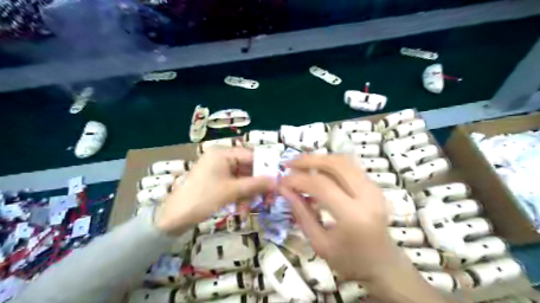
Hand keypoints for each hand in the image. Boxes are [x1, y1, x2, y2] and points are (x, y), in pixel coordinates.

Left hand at [155, 148, 274, 234]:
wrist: (174, 217)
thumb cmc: (203, 198)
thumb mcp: (231, 191)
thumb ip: (256, 184)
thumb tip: (277, 180)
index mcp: (222, 153)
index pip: (251, 155)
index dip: (265, 168)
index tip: (277, 180)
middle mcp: (221, 158)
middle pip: (247, 167)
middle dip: (256, 184)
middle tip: (268, 198)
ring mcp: (217, 169)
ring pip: (242, 178)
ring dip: (248, 193)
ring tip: (250, 208)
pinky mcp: (215, 181)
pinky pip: (234, 185)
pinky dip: (239, 196)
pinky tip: (241, 209)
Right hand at [278, 155, 446, 302]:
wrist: (383, 266)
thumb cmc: (350, 261)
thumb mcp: (319, 243)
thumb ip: (301, 213)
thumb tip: (284, 189)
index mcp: (353, 216)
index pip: (321, 185)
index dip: (298, 180)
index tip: (281, 181)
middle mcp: (367, 196)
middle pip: (336, 164)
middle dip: (309, 160)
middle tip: (289, 164)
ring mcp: (374, 189)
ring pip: (344, 161)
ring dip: (320, 159)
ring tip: (300, 164)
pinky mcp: (375, 187)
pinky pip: (350, 167)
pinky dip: (330, 165)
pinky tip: (317, 171)